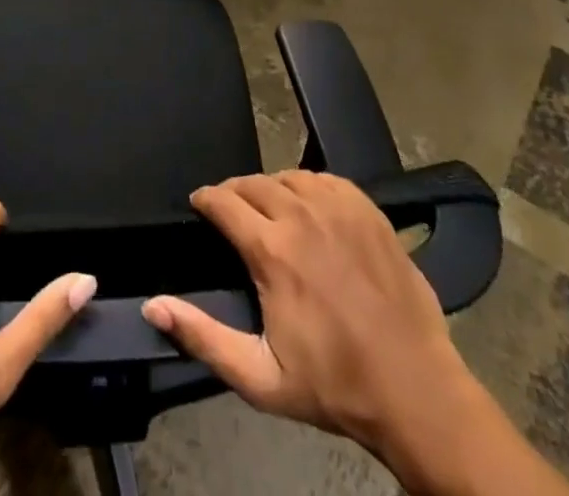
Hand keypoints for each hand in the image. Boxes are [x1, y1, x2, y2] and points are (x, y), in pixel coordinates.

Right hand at [141, 172, 482, 483]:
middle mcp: (301, 216)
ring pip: (288, 177)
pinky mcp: (368, 209)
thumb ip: (202, 336)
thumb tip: (153, 305)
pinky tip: (309, 208)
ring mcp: (338, 208)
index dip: (205, 199)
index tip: (199, 206)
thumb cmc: (334, 386)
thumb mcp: (259, 377)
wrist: (416, 392)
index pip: (223, 201)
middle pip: (253, 183)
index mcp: (272, 250)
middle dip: (234, 193)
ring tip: (268, 211)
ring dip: (271, 189)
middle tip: (231, 213)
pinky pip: (325, 179)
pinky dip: (308, 187)